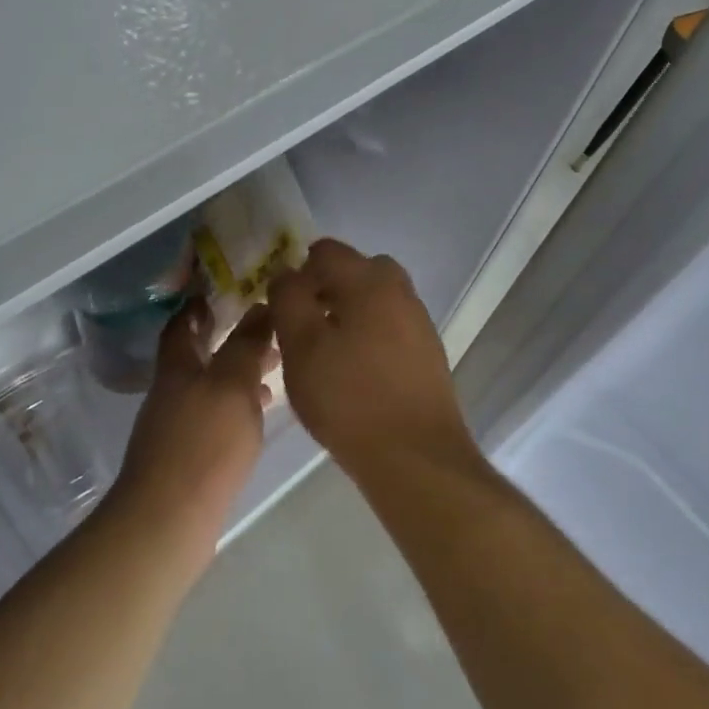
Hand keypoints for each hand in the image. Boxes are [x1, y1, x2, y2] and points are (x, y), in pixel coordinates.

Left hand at [107, 298, 275, 558]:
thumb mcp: (232, 385)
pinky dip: (236, 405)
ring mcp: (175, 425)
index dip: (199, 304)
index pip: (182, 323)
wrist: (169, 519)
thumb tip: (259, 305)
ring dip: (237, 372)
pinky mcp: (186, 455)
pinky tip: (259, 414)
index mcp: (176, 366)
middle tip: (265, 327)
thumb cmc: (203, 443)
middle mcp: (171, 390)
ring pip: (209, 385)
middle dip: (228, 337)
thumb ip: (246, 345)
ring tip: (274, 367)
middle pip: (197, 354)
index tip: (225, 289)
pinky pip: (214, 415)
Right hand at [268, 239, 475, 477]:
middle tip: (303, 324)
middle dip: (326, 287)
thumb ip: (288, 300)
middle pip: (357, 270)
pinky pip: (390, 327)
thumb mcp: (301, 346)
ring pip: (376, 300)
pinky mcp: (428, 354)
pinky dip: (369, 334)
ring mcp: (419, 323)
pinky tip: (354, 371)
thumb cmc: (348, 397)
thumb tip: (285, 274)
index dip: (297, 271)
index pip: (326, 251)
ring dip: (348, 312)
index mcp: (370, 281)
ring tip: (325, 351)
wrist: (415, 457)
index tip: (281, 305)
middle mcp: (400, 292)